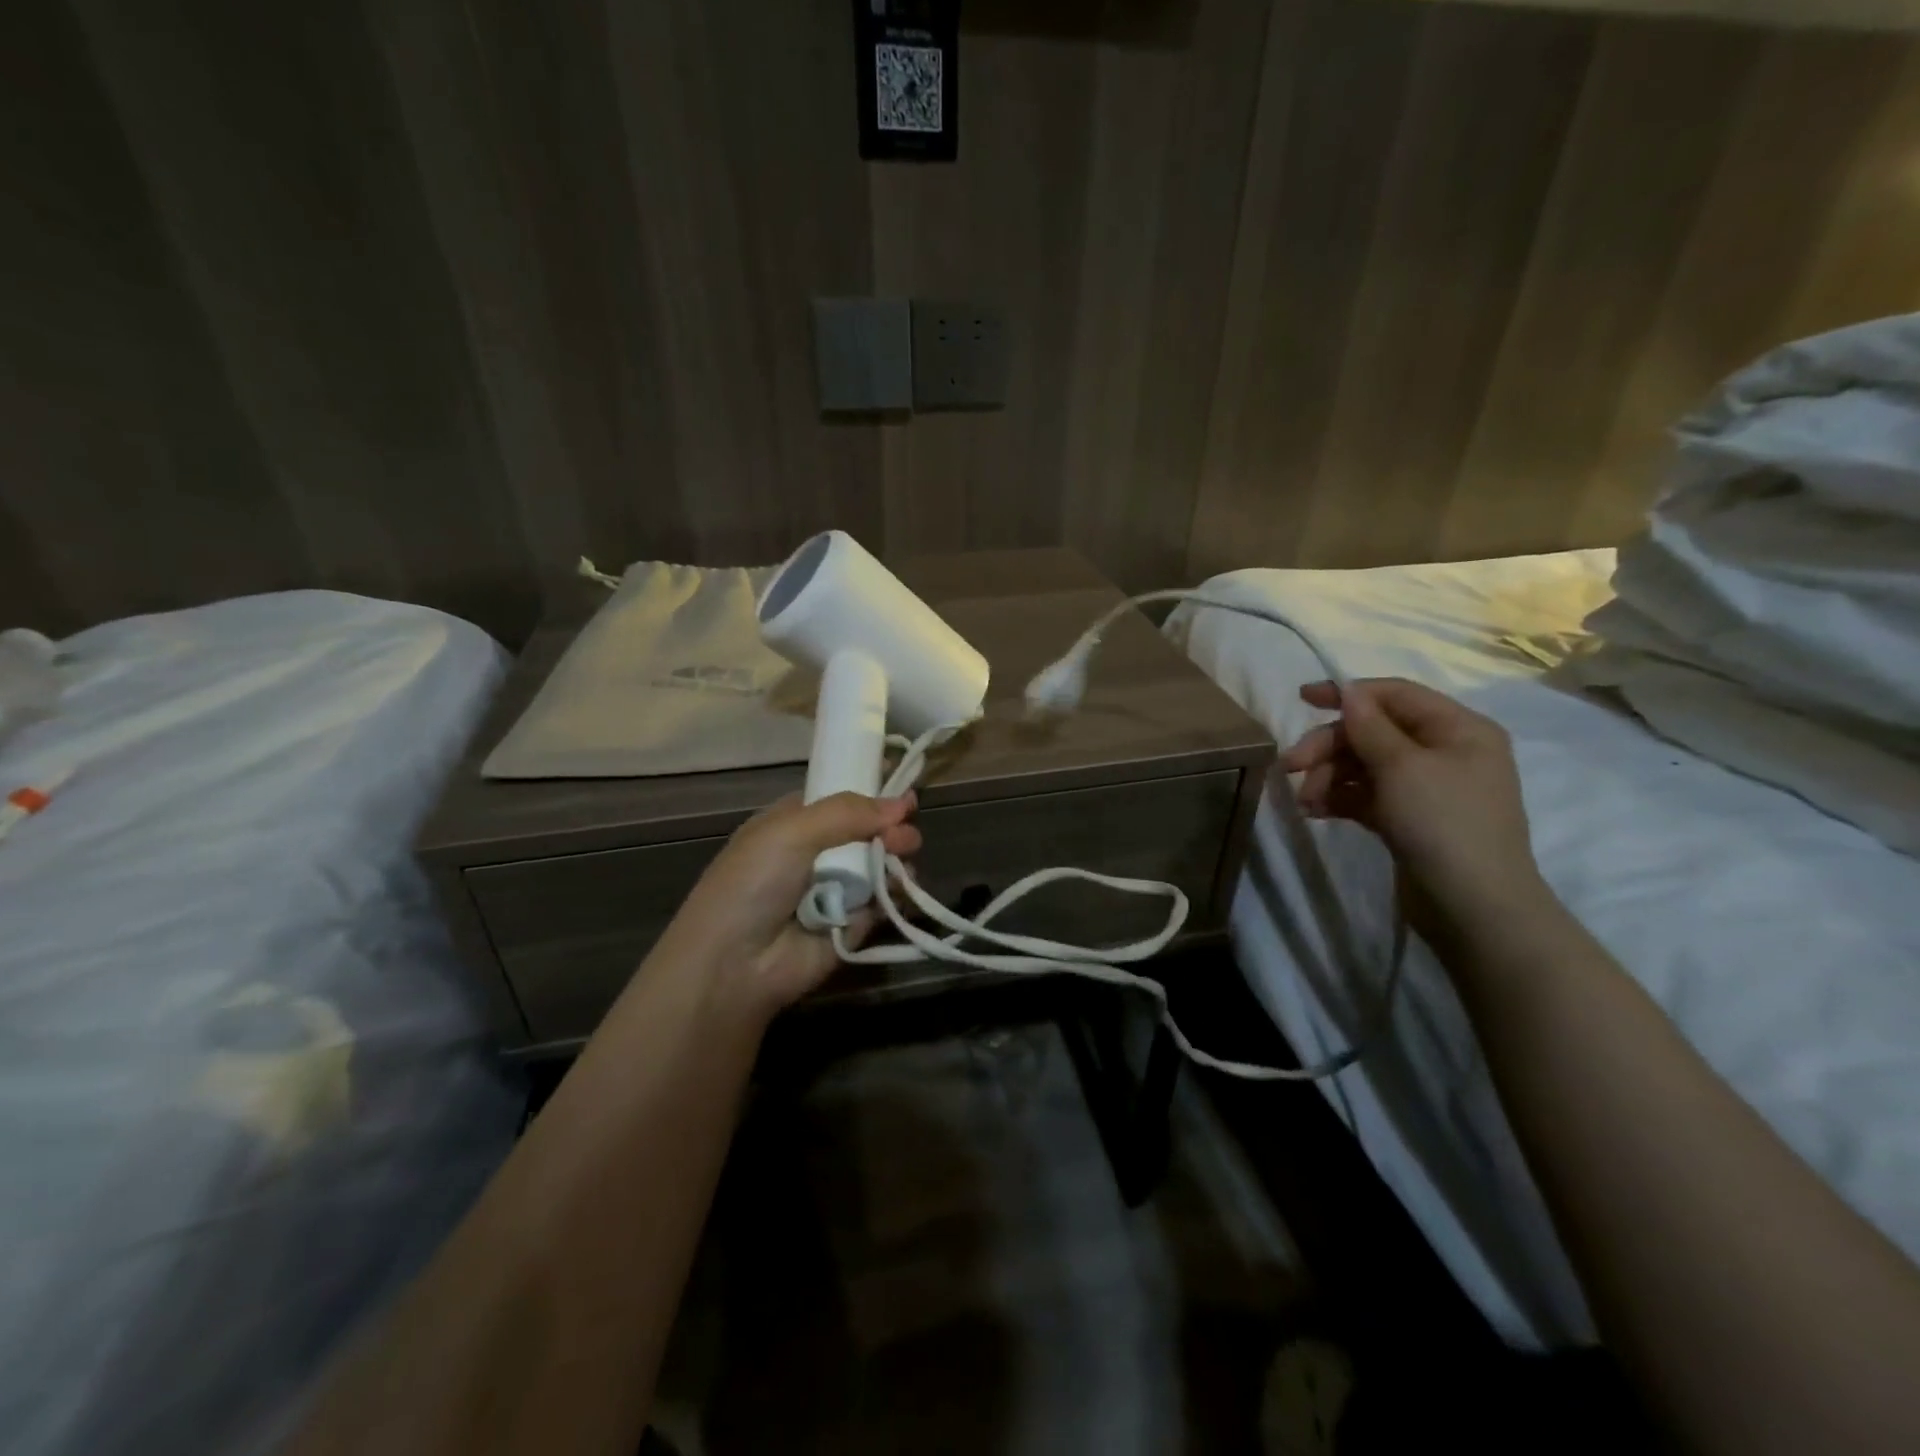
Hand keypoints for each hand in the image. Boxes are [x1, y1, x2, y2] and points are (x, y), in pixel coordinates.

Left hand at [657, 791, 921, 1016]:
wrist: (733, 965)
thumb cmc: (753, 884)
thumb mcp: (791, 831)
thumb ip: (848, 812)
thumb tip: (902, 804)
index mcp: (793, 823)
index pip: (840, 798)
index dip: (871, 790)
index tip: (902, 784)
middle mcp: (816, 853)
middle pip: (867, 830)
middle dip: (890, 827)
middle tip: (905, 834)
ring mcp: (836, 890)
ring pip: (881, 864)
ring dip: (897, 858)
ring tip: (903, 859)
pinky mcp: (853, 925)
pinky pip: (883, 902)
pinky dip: (895, 894)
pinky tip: (900, 888)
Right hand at [1282, 678, 1540, 922]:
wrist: (1474, 908)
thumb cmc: (1444, 824)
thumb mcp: (1402, 767)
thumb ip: (1369, 726)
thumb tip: (1349, 692)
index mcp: (1458, 729)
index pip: (1395, 695)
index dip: (1348, 693)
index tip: (1301, 699)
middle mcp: (1445, 752)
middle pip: (1373, 732)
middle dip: (1329, 747)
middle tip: (1290, 767)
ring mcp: (1427, 788)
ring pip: (1364, 765)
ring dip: (1328, 777)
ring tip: (1305, 802)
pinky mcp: (1409, 819)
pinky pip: (1366, 795)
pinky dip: (1340, 799)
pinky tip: (1315, 813)